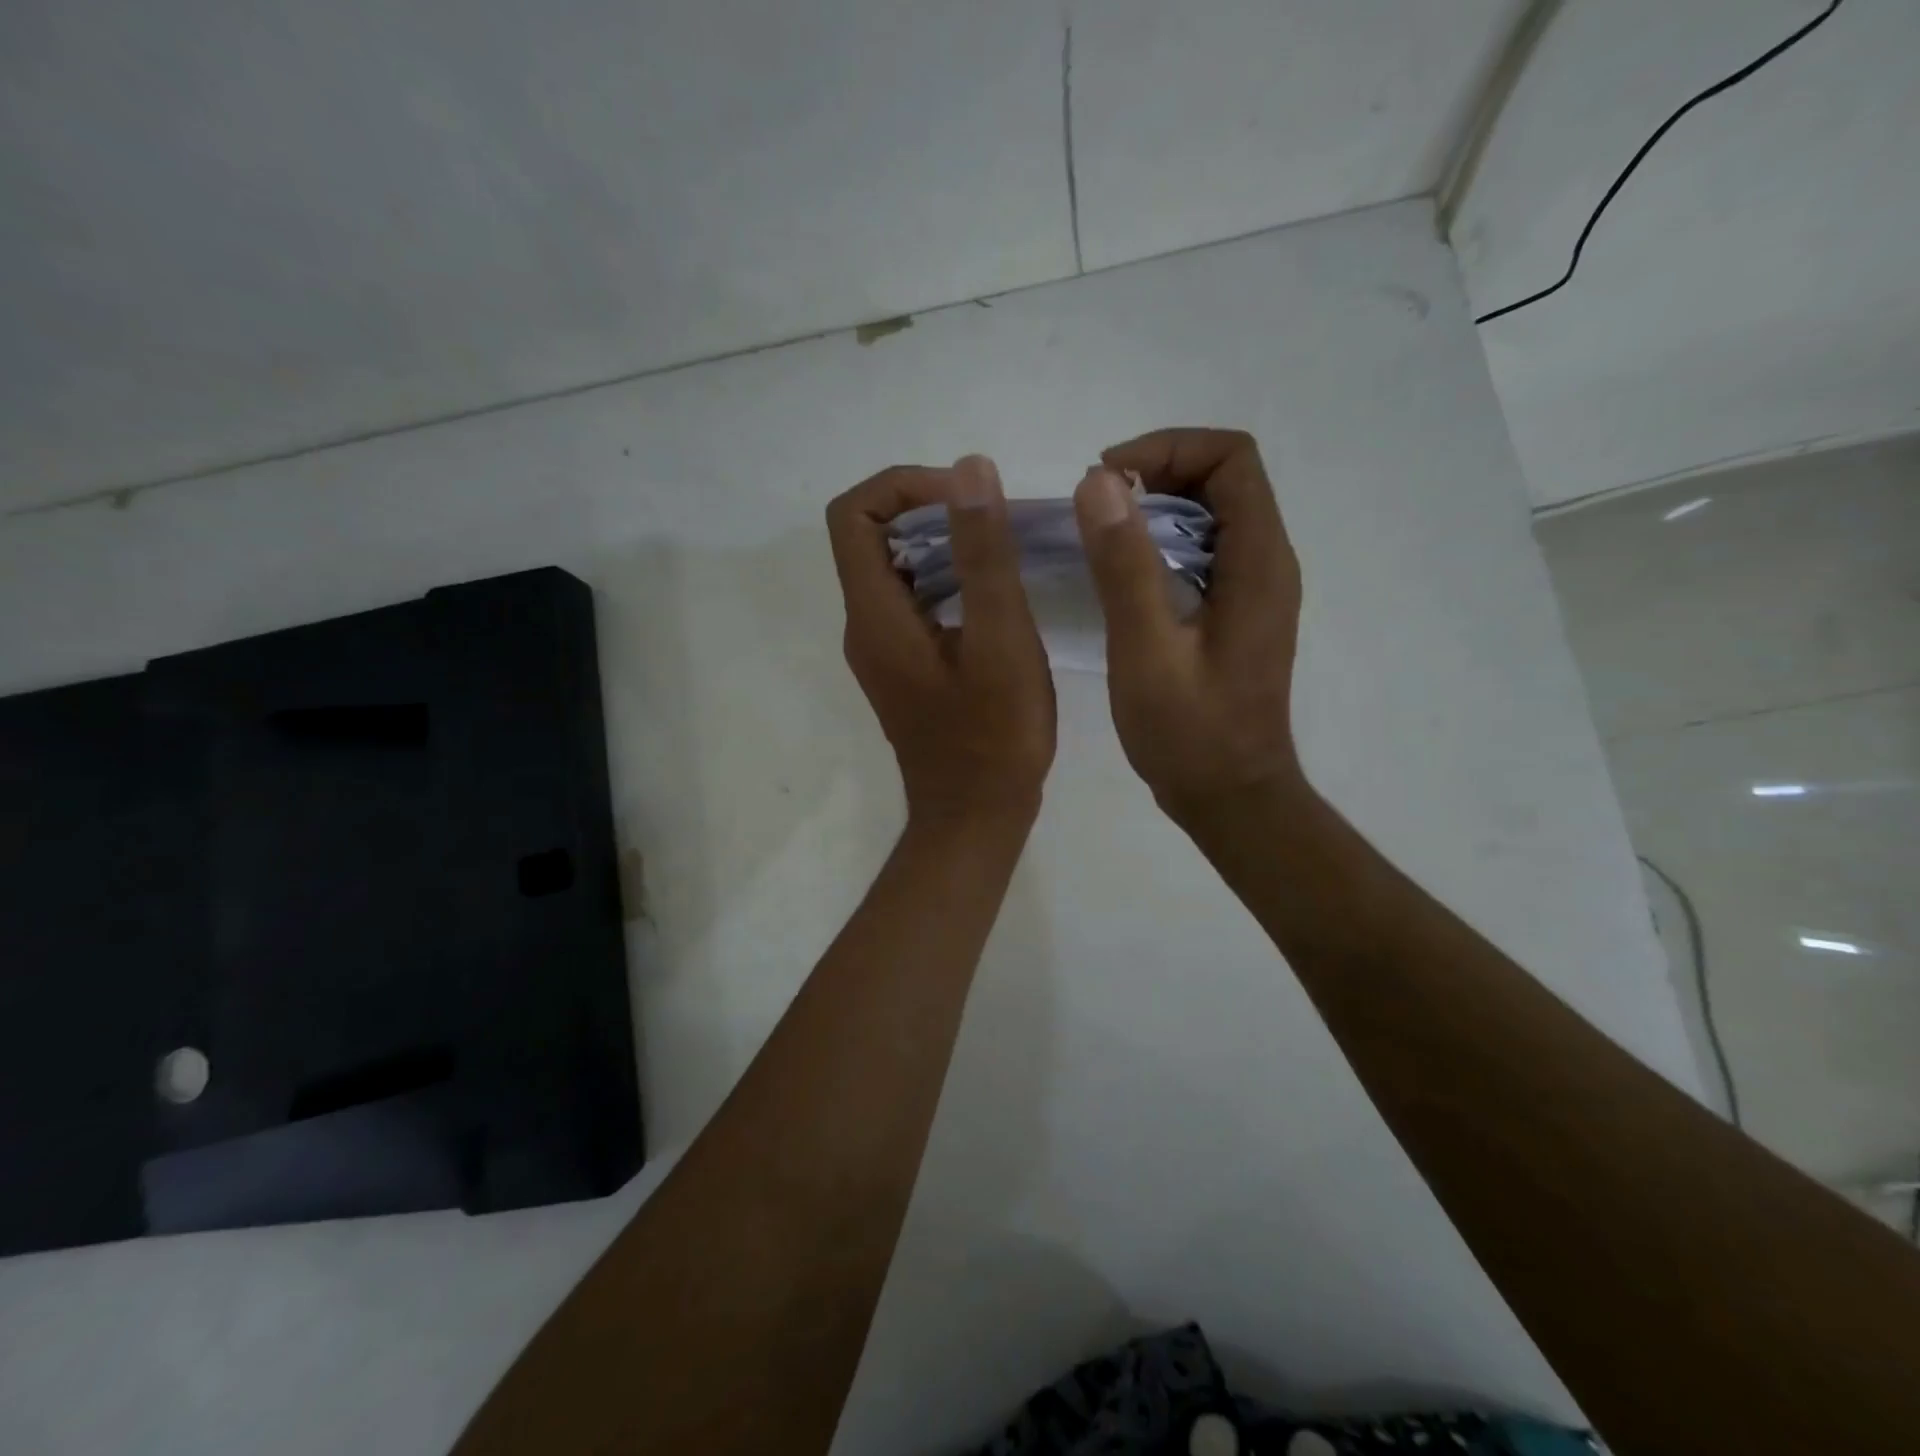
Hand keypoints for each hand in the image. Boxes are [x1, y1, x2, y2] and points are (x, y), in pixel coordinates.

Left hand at [827, 456, 1055, 830]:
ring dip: (940, 546)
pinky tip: (993, 596)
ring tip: (1000, 552)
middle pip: (871, 538)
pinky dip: (945, 581)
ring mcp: (881, 650)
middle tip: (991, 522)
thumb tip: (969, 468)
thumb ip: (983, 553)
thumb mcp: (1001, 639)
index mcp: (875, 615)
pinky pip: (911, 602)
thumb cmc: (995, 737)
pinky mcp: (903, 668)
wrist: (976, 817)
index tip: (964, 496)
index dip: (904, 487)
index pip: (854, 515)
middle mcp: (864, 627)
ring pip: (895, 570)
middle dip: (928, 511)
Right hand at [1072, 428, 1303, 827]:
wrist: (1229, 797)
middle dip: (1158, 472)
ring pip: (1212, 515)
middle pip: (1224, 479)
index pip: (1232, 459)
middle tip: (1095, 504)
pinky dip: (1161, 543)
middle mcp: (1268, 564)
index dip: (1168, 449)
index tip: (1107, 478)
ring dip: (1156, 508)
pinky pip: (1203, 552)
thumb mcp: (1146, 650)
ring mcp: (1254, 590)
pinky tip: (1122, 573)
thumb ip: (1124, 566)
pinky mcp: (1236, 614)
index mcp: (1258, 562)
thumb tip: (1099, 481)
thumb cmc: (1189, 733)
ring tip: (1100, 533)